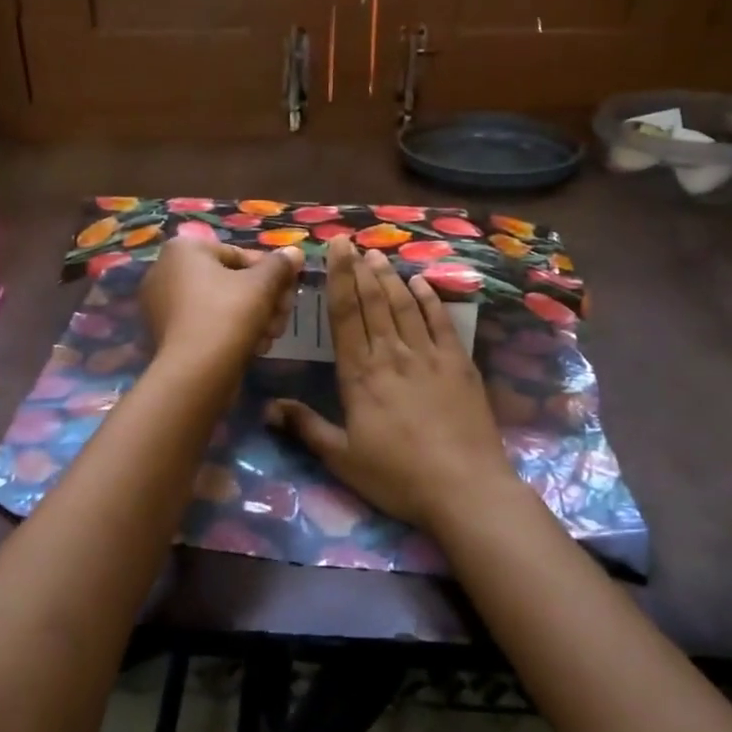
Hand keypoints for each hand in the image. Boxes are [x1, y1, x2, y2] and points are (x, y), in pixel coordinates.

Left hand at [140, 232, 303, 376]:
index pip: (239, 254)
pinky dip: (231, 333)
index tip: (291, 290)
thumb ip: (280, 265)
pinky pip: (207, 324)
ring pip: (222, 305)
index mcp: (183, 249)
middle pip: (232, 281)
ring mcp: (162, 306)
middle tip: (284, 316)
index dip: (271, 272)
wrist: (195, 374)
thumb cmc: (227, 315)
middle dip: (265, 299)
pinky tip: (254, 348)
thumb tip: (294, 252)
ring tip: (271, 336)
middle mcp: (166, 271)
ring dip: (255, 318)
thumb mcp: (262, 284)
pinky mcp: (168, 335)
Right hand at [266, 237, 515, 532]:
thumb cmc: (397, 476)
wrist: (464, 488)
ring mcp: (429, 356)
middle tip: (353, 243)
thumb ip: (306, 427)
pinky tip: (421, 283)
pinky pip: (441, 323)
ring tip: (379, 256)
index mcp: (360, 375)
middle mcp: (392, 355)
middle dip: (360, 270)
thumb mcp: (342, 458)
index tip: (336, 249)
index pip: (344, 316)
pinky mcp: (459, 365)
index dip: (338, 279)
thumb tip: (267, 407)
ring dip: (390, 278)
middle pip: (374, 302)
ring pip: (405, 306)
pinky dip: (430, 300)